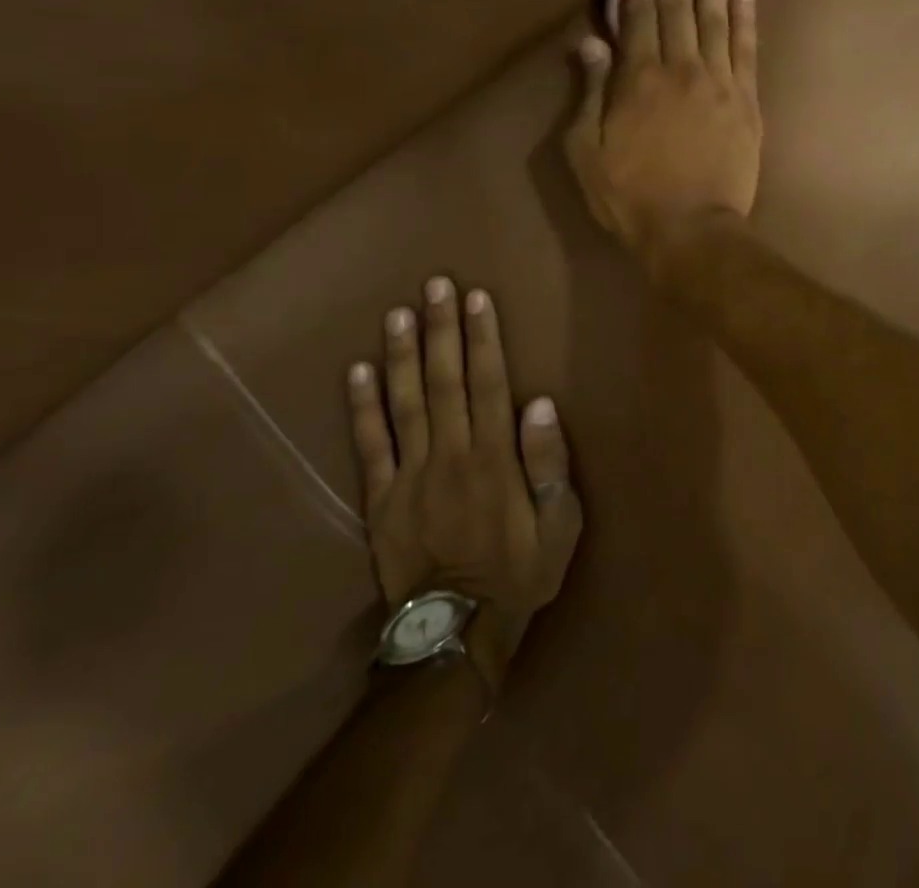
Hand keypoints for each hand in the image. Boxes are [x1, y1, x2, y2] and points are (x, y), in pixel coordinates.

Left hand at [346, 277, 582, 691]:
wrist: (457, 632)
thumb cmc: (519, 572)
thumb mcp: (559, 524)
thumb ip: (549, 463)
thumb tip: (538, 404)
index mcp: (494, 458)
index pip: (488, 384)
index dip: (482, 339)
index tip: (476, 298)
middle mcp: (450, 455)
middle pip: (444, 381)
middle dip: (442, 330)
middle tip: (434, 285)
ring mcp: (409, 475)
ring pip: (405, 403)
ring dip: (402, 355)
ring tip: (398, 313)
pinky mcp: (379, 499)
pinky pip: (368, 446)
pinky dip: (362, 407)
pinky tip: (359, 370)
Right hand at [564, 0, 760, 264]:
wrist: (691, 229)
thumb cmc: (631, 195)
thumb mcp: (587, 151)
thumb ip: (590, 92)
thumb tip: (591, 42)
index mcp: (638, 78)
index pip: (639, 16)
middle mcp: (681, 68)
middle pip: (678, 8)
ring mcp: (720, 82)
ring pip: (716, 18)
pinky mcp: (748, 100)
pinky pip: (747, 47)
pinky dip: (746, 14)